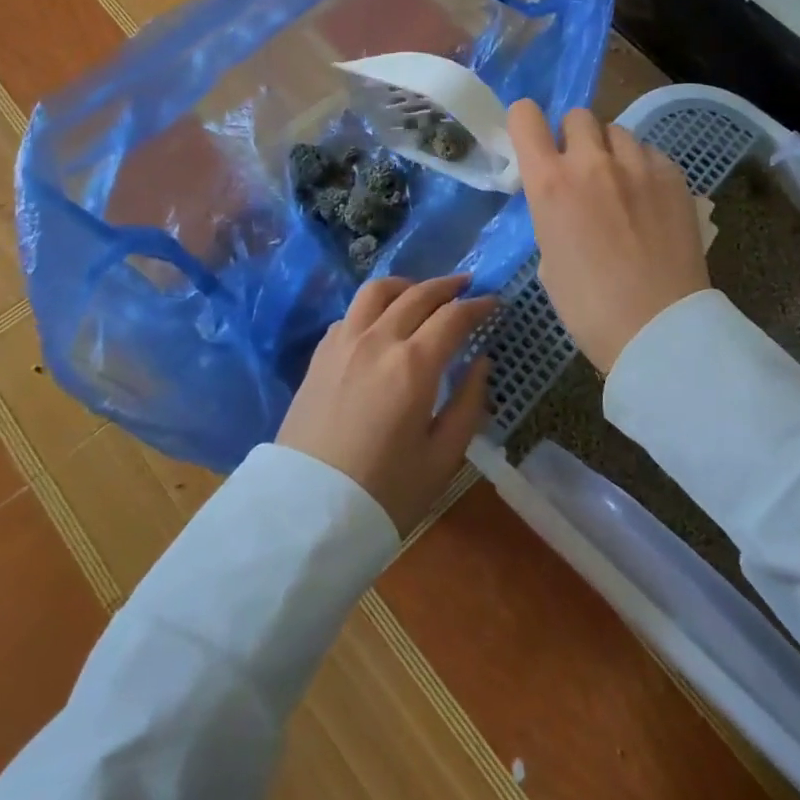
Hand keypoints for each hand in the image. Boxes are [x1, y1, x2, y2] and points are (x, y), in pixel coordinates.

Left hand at [278, 275, 494, 535]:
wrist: (306, 514)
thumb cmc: (385, 493)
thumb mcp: (442, 457)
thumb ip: (468, 403)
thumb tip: (480, 362)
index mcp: (414, 364)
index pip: (454, 317)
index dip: (479, 306)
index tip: (494, 303)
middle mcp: (378, 340)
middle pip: (418, 294)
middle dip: (448, 286)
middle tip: (467, 286)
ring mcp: (343, 343)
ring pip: (377, 291)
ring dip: (407, 286)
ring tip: (422, 294)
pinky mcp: (319, 355)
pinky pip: (350, 313)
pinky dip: (374, 307)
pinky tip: (381, 323)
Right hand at [508, 100, 709, 374]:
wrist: (658, 328)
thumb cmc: (589, 308)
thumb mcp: (549, 259)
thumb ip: (552, 215)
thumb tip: (566, 204)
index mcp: (550, 184)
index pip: (525, 117)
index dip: (526, 123)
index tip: (533, 142)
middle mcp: (592, 162)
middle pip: (578, 116)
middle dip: (574, 137)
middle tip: (582, 171)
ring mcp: (638, 165)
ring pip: (617, 132)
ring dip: (611, 151)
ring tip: (621, 185)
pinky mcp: (674, 175)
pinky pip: (650, 153)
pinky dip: (643, 168)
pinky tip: (650, 201)